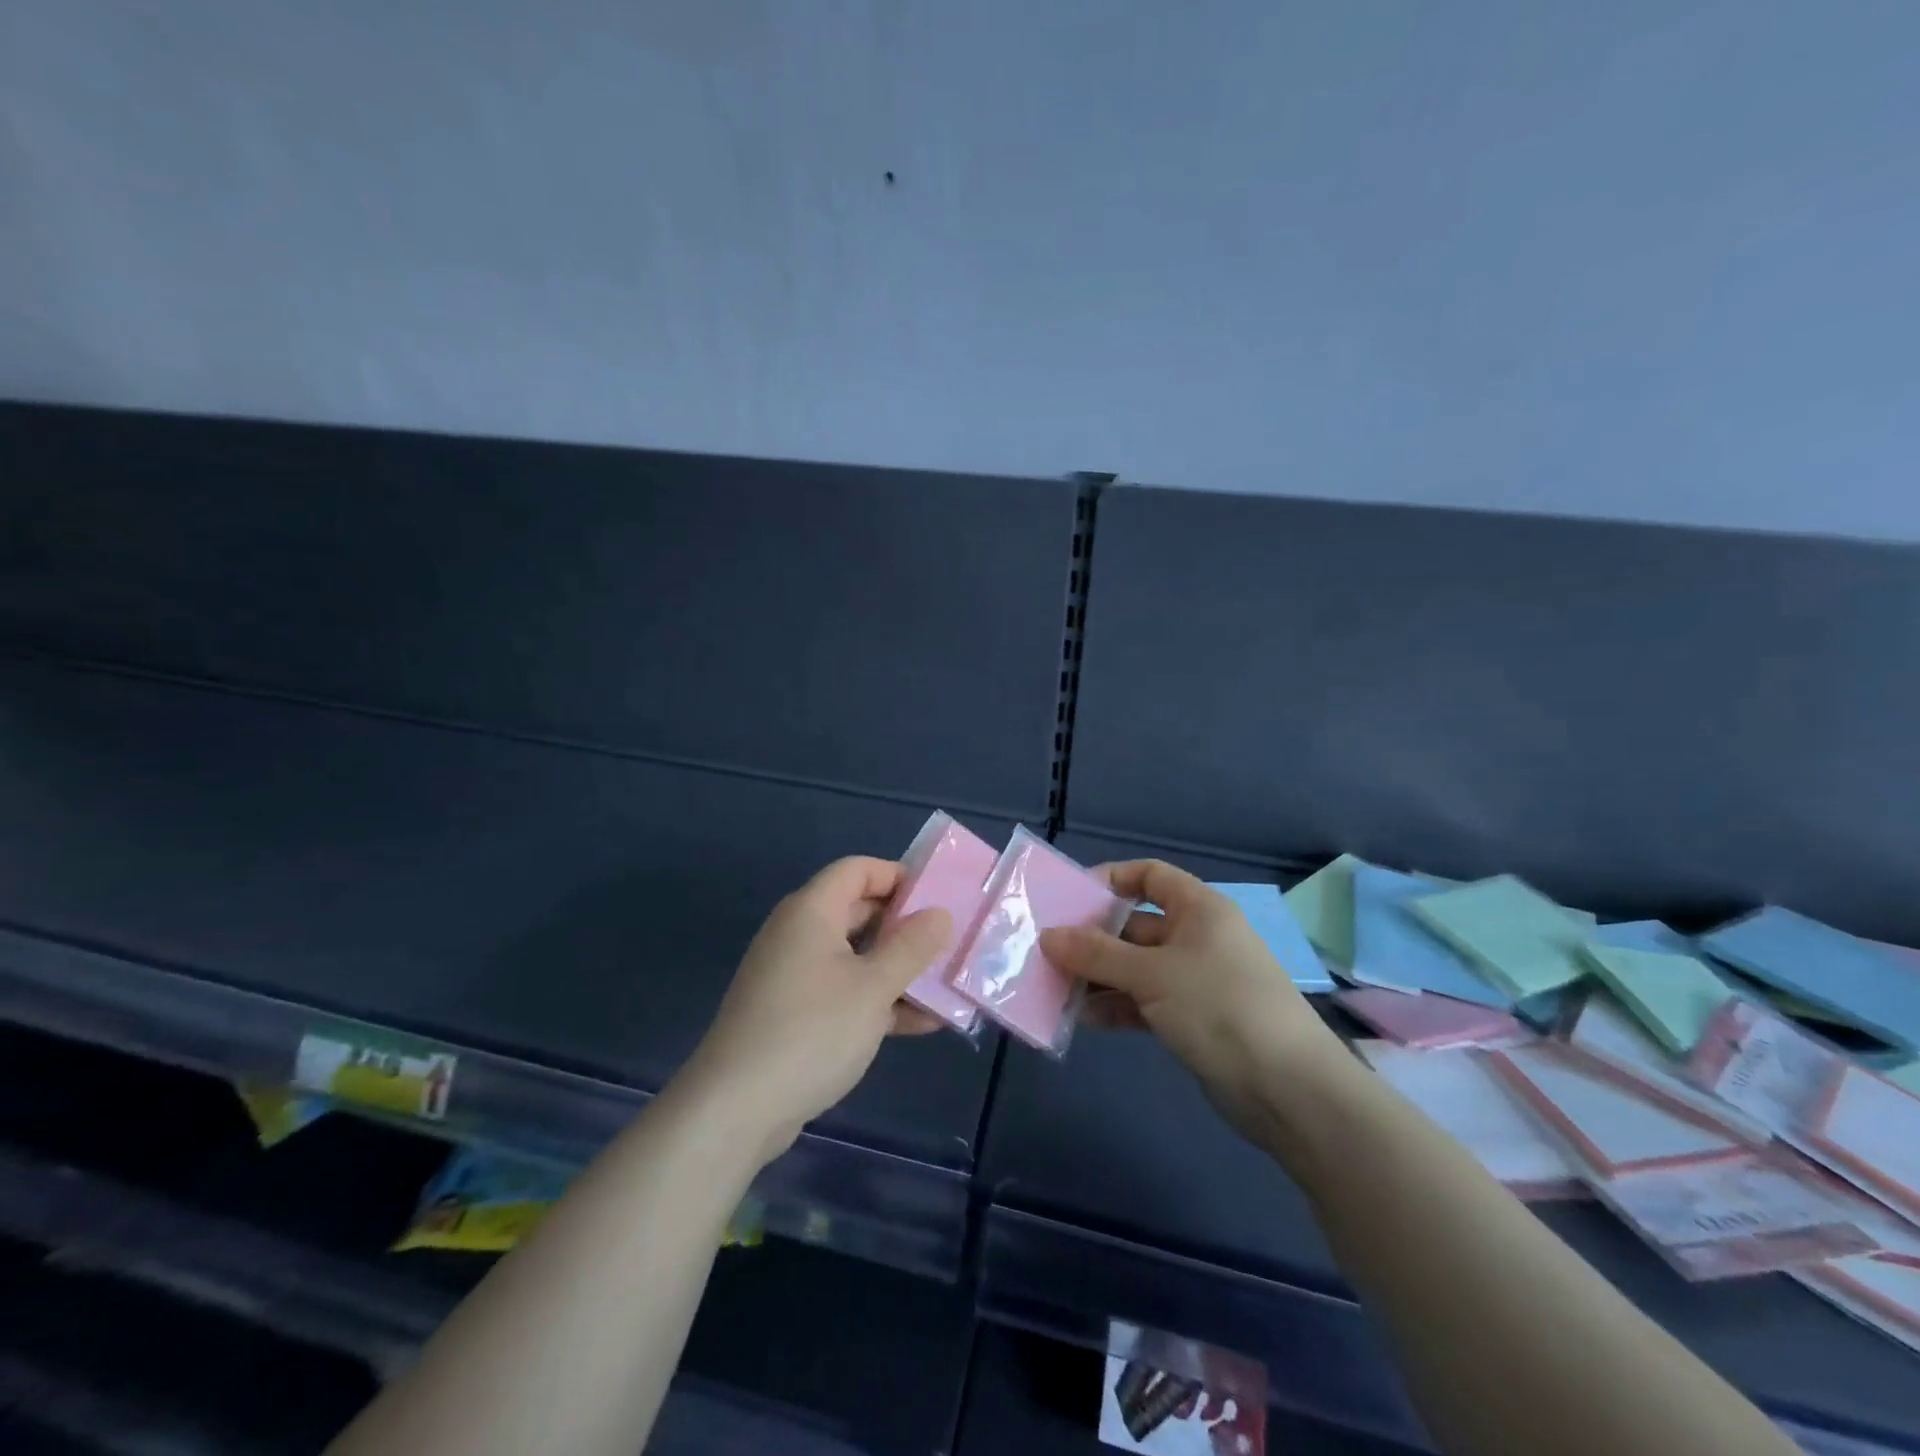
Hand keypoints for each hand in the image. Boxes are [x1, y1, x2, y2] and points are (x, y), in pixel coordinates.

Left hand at [675, 857, 951, 1164]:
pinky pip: (844, 991)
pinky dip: (878, 1000)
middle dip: (906, 927)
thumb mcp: (873, 987)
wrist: (735, 1110)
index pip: (858, 869)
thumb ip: (912, 947)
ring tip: (946, 985)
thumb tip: (940, 913)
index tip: (939, 898)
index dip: (899, 876)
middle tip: (951, 942)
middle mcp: (799, 934)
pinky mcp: (794, 1014)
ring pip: (856, 957)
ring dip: (899, 969)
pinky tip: (921, 1024)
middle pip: (860, 911)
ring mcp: (795, 975)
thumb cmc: (811, 1032)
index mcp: (812, 911)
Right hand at [1039, 861, 1348, 1139]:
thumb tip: (1048, 936)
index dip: (1111, 880)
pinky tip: (1084, 1017)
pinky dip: (1116, 1005)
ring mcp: (1195, 980)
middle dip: (1092, 937)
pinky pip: (1144, 1001)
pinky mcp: (1192, 1019)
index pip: (1149, 876)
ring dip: (1098, 976)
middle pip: (1135, 924)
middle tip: (1047, 950)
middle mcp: (1197, 937)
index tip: (1070, 899)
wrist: (1288, 1090)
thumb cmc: (1220, 1007)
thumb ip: (1097, 954)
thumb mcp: (1152, 974)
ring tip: (1054, 987)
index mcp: (1198, 909)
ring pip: (1135, 966)